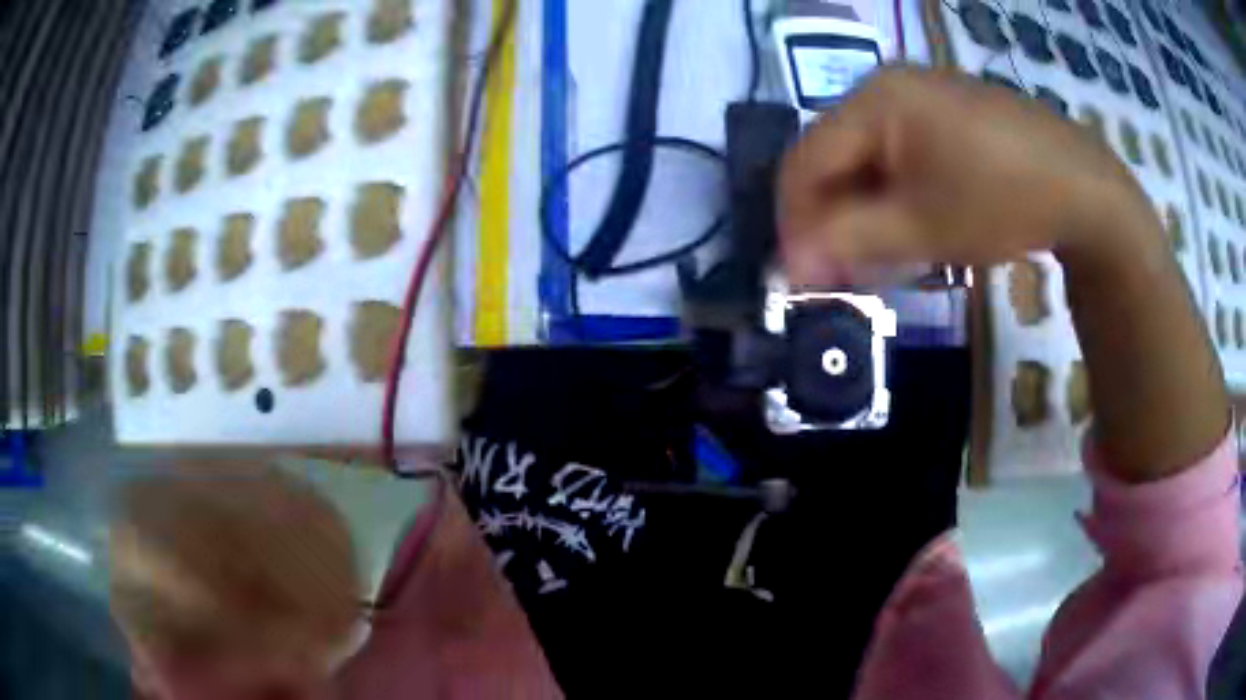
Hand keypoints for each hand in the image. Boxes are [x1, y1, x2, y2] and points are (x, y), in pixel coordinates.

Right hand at [777, 65, 1146, 284]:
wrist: (1082, 185)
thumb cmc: (1002, 201)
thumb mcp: (923, 228)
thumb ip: (848, 243)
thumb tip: (789, 265)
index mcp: (873, 100)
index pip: (805, 161)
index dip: (794, 221)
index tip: (801, 276)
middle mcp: (886, 83)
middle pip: (834, 154)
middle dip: (832, 216)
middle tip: (845, 270)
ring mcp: (919, 91)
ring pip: (866, 153)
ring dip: (864, 205)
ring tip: (883, 251)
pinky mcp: (945, 106)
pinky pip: (898, 146)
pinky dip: (894, 187)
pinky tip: (915, 218)